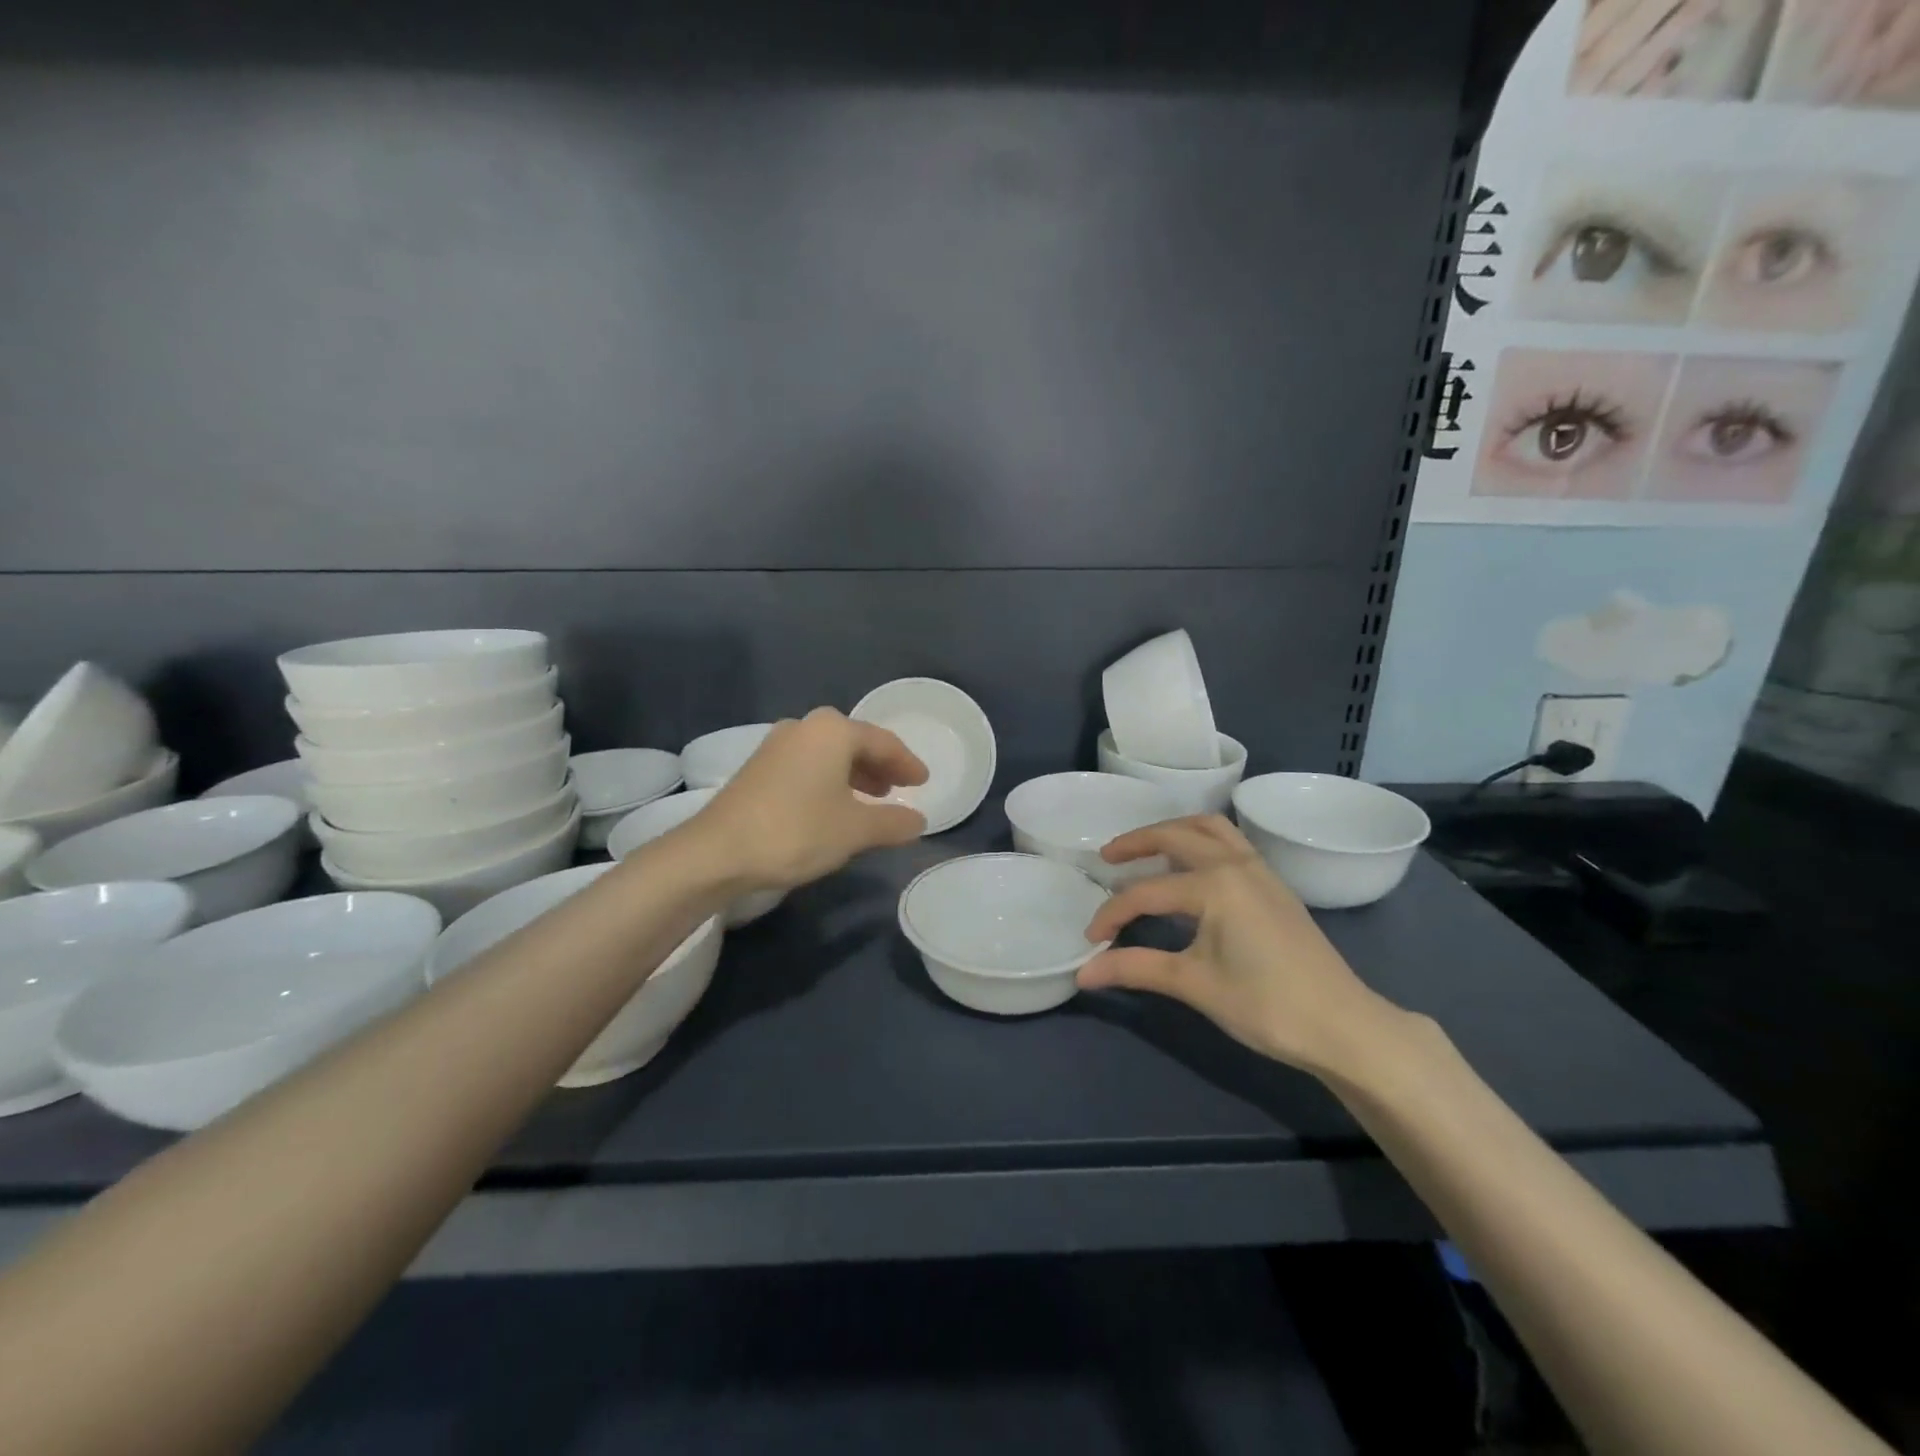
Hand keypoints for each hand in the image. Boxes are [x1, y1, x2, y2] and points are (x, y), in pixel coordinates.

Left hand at [694, 708, 928, 891]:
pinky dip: (830, 780)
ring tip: (873, 799)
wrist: (717, 852)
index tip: (924, 782)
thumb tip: (918, 820)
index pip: (883, 742)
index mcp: (833, 731)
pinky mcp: (759, 767)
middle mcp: (805, 727)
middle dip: (880, 766)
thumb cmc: (797, 830)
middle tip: (900, 788)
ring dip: (854, 774)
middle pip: (854, 742)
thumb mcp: (855, 831)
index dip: (907, 763)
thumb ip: (892, 822)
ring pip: (829, 754)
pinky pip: (808, 765)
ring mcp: (777, 745)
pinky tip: (834, 806)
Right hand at [1077, 815, 1401, 1078]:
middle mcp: (1236, 864)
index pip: (1146, 892)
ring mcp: (1260, 871)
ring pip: (1209, 828)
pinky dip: (1201, 841)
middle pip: (1176, 836)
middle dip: (1136, 843)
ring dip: (1173, 831)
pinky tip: (1191, 868)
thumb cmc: (1266, 1005)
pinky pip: (1230, 843)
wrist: (1344, 1026)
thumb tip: (1084, 973)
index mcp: (1215, 884)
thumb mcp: (1194, 984)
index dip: (1112, 914)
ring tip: (1147, 850)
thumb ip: (1136, 969)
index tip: (1091, 940)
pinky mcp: (1274, 885)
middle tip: (1106, 858)